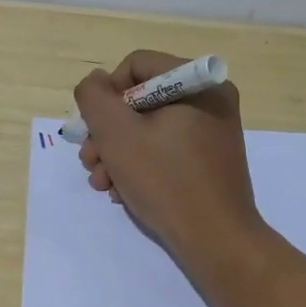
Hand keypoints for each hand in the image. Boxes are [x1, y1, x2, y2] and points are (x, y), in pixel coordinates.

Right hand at [74, 50, 262, 262]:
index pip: (136, 66)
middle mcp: (211, 100)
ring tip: (102, 184)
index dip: (107, 95)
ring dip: (118, 154)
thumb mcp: (117, 134)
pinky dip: (141, 167)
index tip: (94, 129)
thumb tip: (96, 82)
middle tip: (89, 162)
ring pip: (150, 129)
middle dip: (108, 132)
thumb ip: (95, 98)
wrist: (216, 240)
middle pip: (141, 100)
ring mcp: (213, 132)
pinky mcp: (211, 161)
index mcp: (197, 83)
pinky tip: (123, 193)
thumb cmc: (166, 181)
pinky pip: (167, 150)